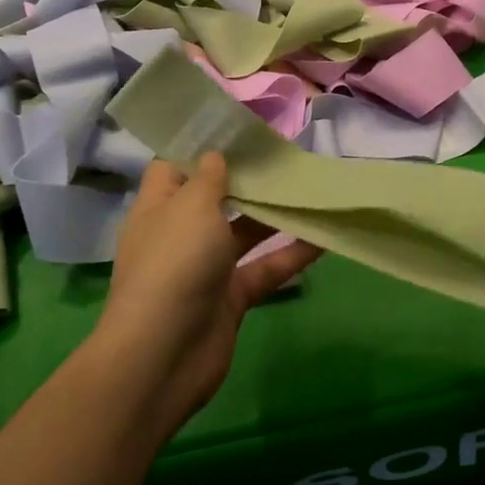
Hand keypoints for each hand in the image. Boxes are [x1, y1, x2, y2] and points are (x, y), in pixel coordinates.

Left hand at [95, 153, 318, 440]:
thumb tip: (215, 155)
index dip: (203, 145)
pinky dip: (292, 254)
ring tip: (313, 188)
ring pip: (246, 232)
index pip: (176, 167)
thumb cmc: (174, 266)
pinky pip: (266, 267)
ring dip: (276, 213)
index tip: (240, 129)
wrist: (164, 355)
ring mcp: (207, 267)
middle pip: (217, 197)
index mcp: (159, 208)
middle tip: (288, 154)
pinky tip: (325, 236)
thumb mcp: (191, 208)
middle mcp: (181, 234)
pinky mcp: (232, 296)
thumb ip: (210, 178)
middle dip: (249, 177)